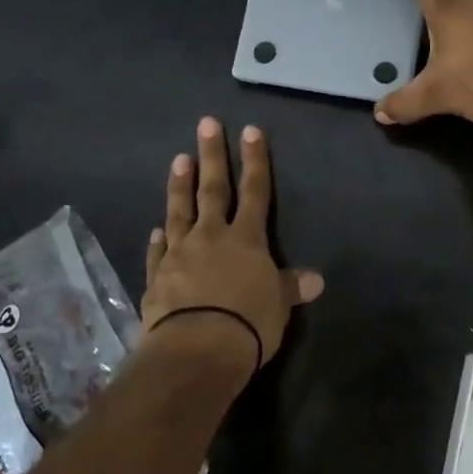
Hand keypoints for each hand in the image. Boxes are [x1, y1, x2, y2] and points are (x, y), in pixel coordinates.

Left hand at [141, 117, 323, 369]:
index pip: (255, 191)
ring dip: (180, 185)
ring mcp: (180, 254)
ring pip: (180, 212)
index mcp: (246, 239)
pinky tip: (156, 229)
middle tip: (205, 124)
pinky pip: (158, 252)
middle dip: (212, 156)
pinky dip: (159, 240)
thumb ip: (290, 288)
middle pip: (213, 190)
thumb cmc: (248, 323)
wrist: (197, 349)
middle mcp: (212, 237)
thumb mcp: (279, 306)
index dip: (255, 161)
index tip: (251, 131)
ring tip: (178, 159)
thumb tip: (316, 279)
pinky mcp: (157, 277)